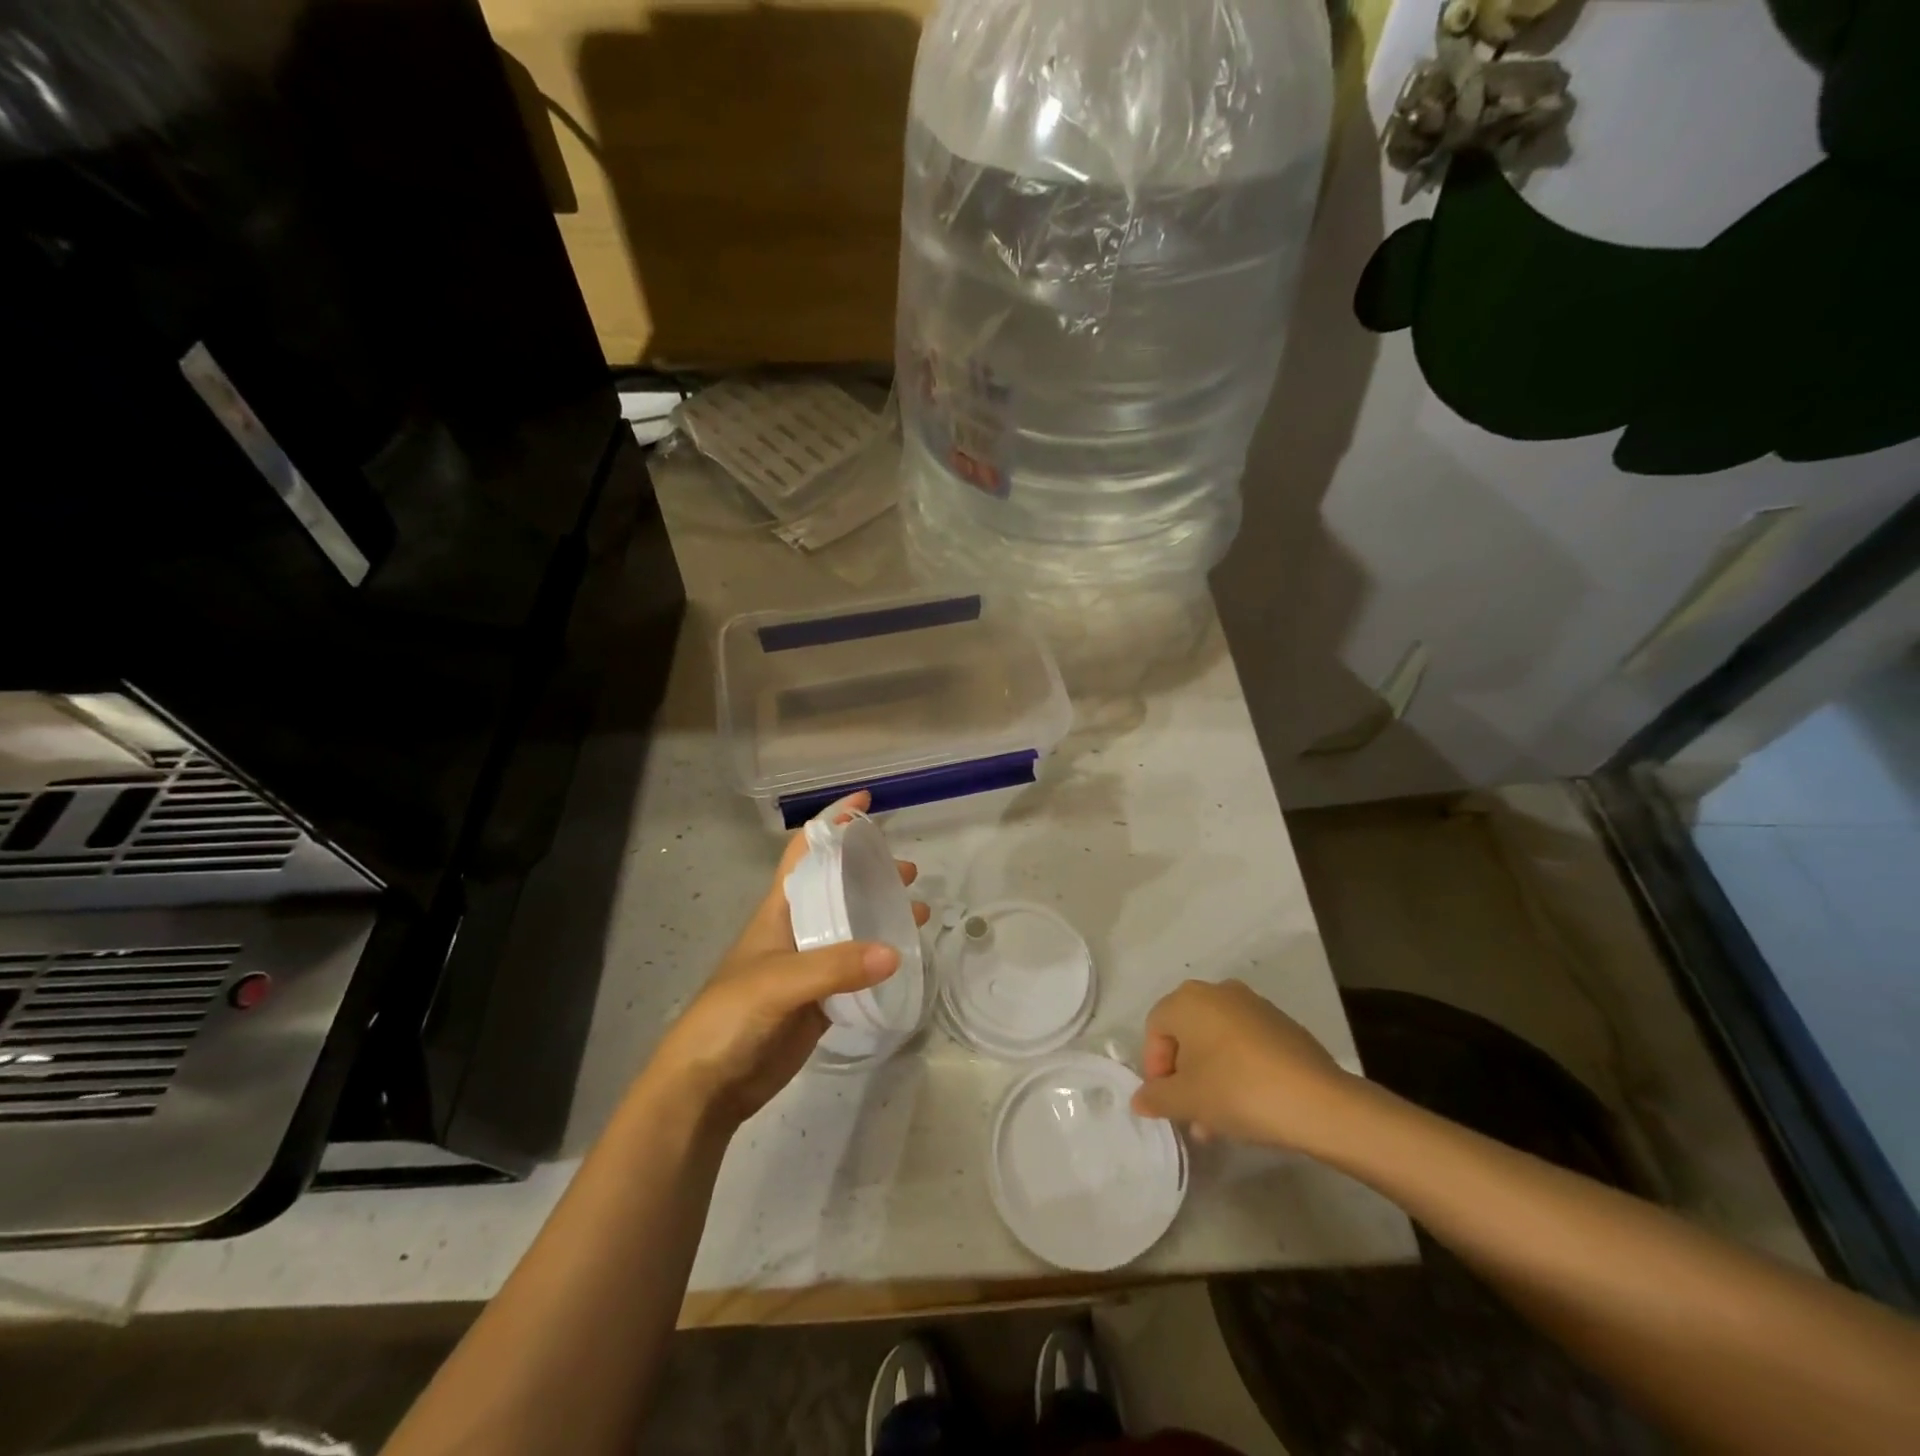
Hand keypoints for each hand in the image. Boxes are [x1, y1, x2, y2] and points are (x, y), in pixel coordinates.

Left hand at [645, 793, 929, 1126]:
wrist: (708, 1085)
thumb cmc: (730, 1017)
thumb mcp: (777, 982)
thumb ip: (834, 966)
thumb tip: (895, 951)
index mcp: (779, 910)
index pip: (805, 852)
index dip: (831, 823)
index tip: (866, 804)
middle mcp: (797, 930)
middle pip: (838, 887)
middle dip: (870, 872)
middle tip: (908, 872)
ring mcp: (810, 966)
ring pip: (853, 928)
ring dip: (883, 915)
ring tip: (919, 912)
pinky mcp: (821, 1001)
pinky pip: (858, 970)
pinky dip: (883, 960)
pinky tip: (906, 958)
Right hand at [1131, 980, 1357, 1151]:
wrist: (1319, 1103)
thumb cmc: (1238, 1091)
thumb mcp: (1187, 1101)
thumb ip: (1156, 1098)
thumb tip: (1140, 1099)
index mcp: (1188, 1000)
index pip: (1155, 1029)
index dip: (1154, 1067)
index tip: (1167, 1101)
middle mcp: (1218, 992)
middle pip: (1186, 1034)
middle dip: (1183, 1075)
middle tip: (1190, 1112)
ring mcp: (1254, 1005)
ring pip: (1216, 1042)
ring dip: (1209, 1077)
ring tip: (1218, 1122)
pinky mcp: (1282, 1025)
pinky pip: (1245, 1045)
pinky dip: (1237, 1070)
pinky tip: (1248, 1107)